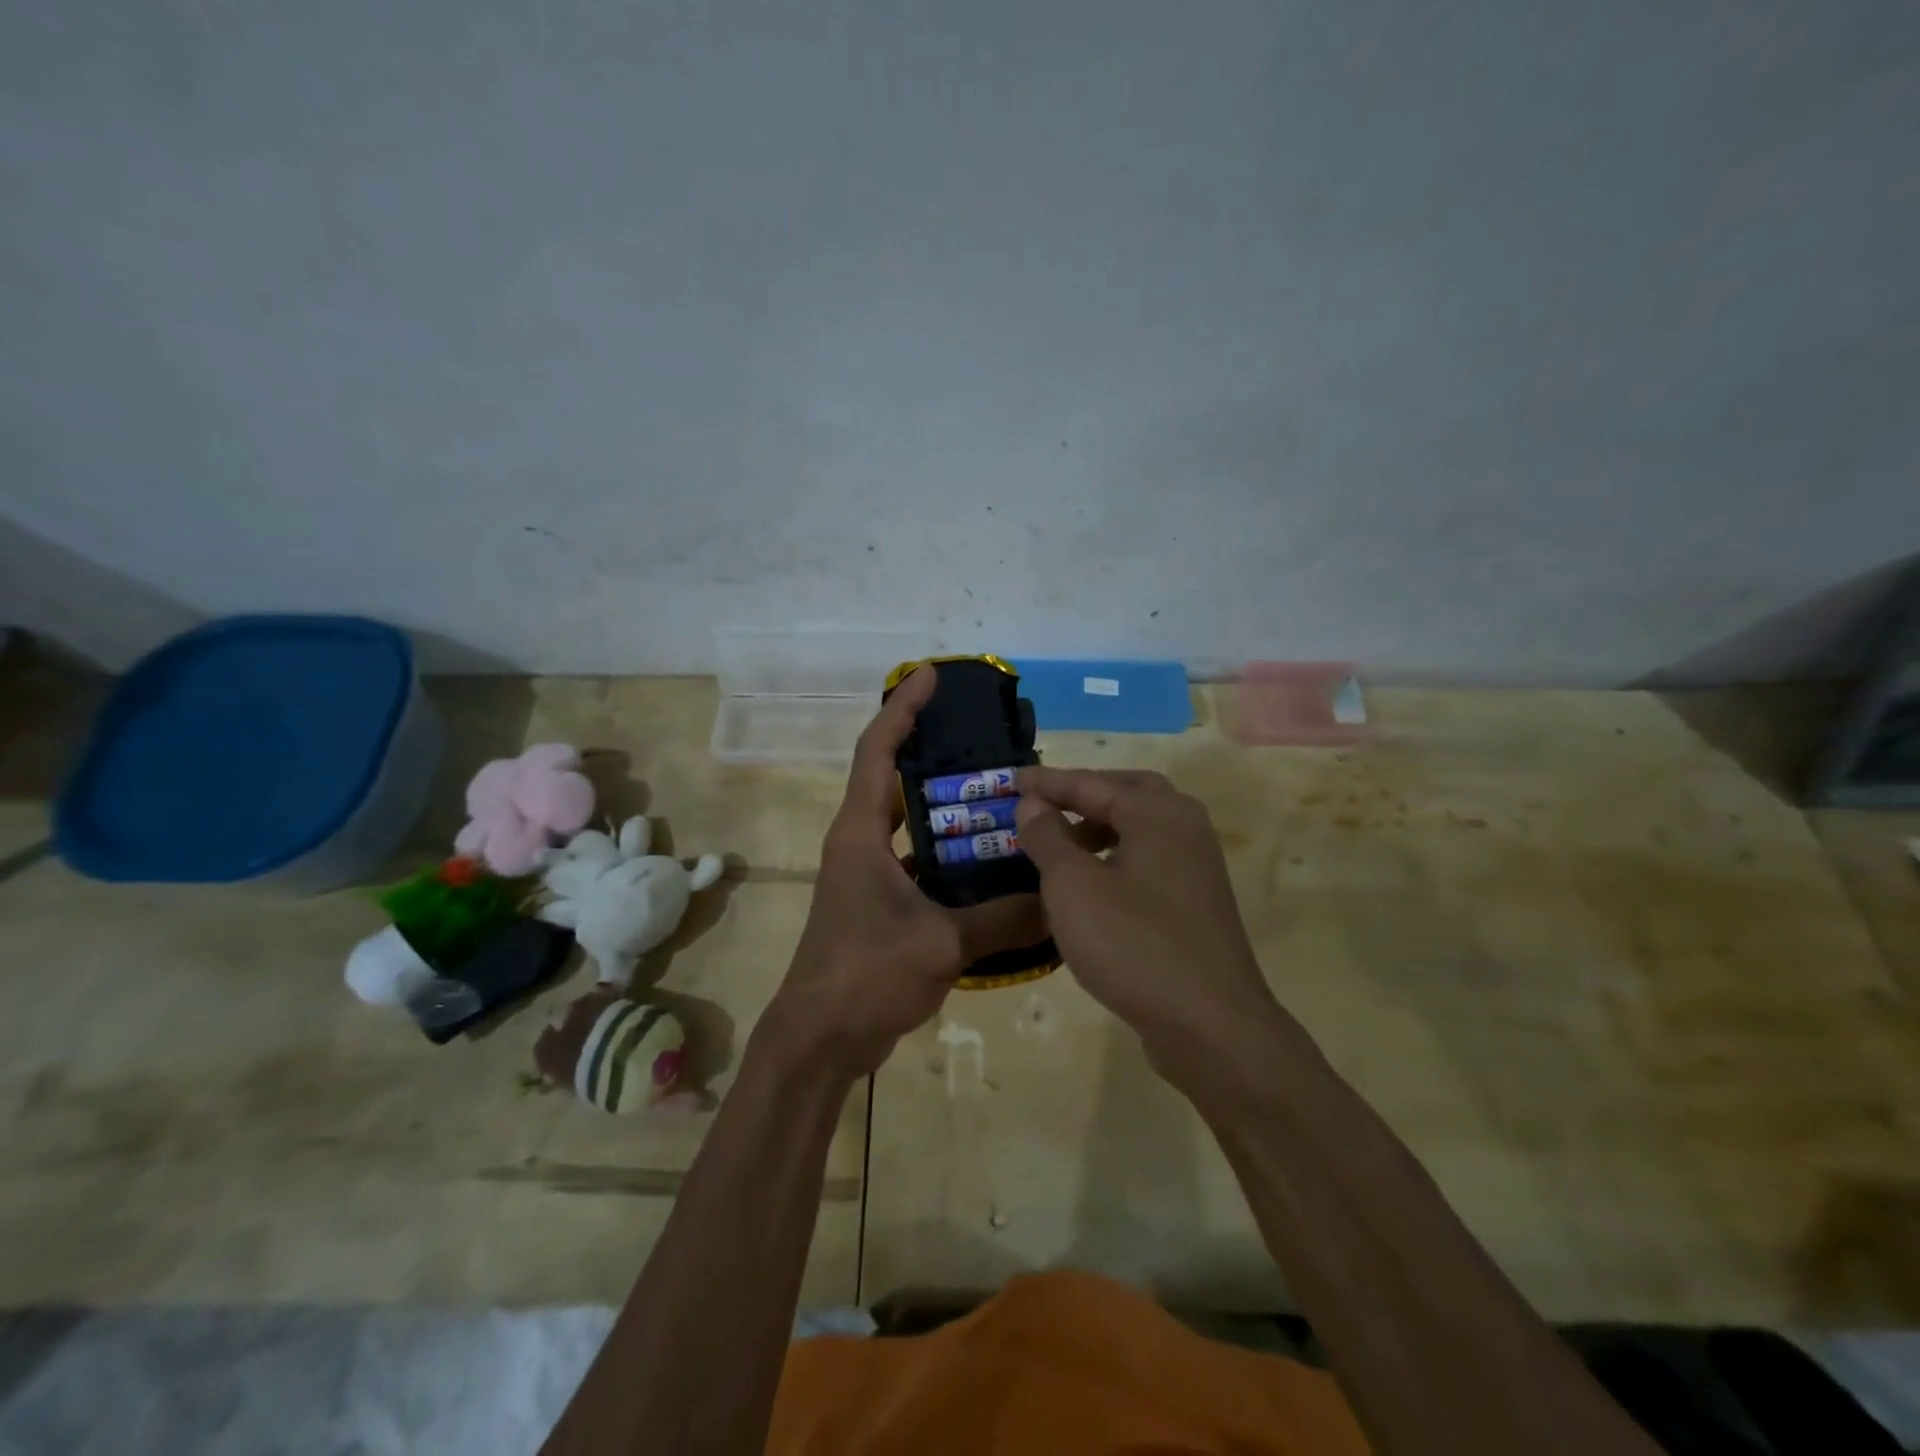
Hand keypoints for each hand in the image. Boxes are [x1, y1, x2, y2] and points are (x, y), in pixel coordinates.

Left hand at [764, 667, 1047, 1079]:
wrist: (821, 1040)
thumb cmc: (865, 975)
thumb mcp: (941, 943)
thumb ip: (1004, 919)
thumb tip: (1061, 899)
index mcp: (860, 832)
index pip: (877, 750)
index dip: (902, 708)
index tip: (930, 675)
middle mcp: (861, 841)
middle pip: (894, 776)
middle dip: (933, 749)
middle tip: (987, 736)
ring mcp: (869, 873)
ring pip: (910, 820)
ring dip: (946, 804)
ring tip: (1001, 792)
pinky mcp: (882, 902)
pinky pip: (920, 860)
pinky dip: (951, 853)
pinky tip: (993, 860)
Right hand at [1014, 767, 1303, 1095]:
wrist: (1210, 1026)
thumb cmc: (1133, 945)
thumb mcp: (1073, 887)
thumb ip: (1048, 837)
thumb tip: (1033, 803)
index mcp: (1157, 813)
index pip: (1092, 783)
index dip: (1047, 782)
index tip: (1011, 779)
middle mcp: (1184, 827)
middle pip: (1127, 792)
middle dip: (1082, 795)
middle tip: (1043, 805)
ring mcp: (1196, 866)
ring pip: (1141, 827)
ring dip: (1099, 826)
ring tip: (1060, 847)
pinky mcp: (1197, 901)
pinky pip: (1149, 859)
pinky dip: (1117, 855)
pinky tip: (1092, 886)